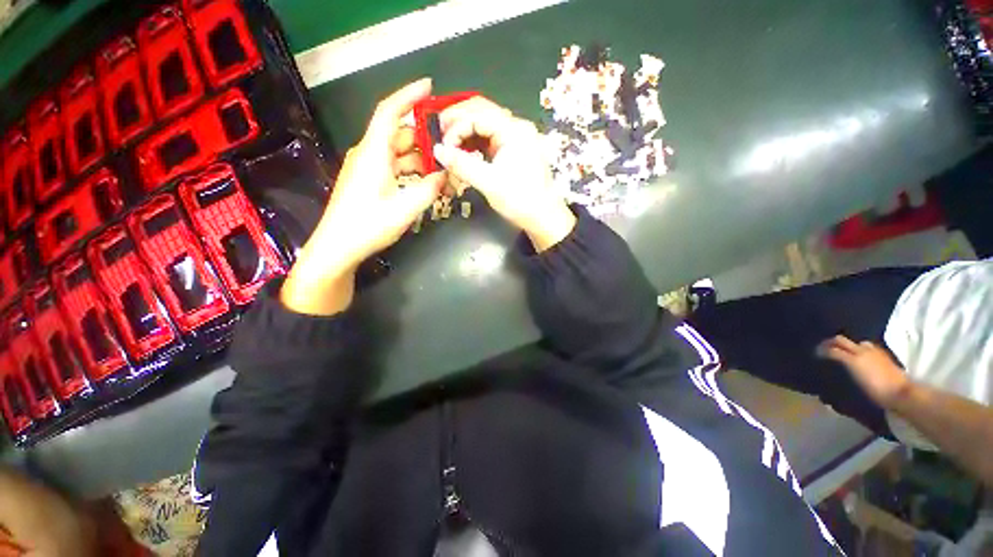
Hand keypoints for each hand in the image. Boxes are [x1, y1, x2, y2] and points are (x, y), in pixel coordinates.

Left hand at [281, 78, 444, 314]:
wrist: (338, 247)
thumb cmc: (368, 226)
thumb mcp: (405, 209)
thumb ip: (429, 189)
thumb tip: (444, 175)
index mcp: (374, 154)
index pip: (390, 112)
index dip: (409, 96)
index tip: (429, 87)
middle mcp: (368, 154)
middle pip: (398, 133)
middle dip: (424, 136)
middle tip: (448, 144)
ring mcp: (366, 168)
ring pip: (397, 151)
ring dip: (419, 157)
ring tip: (442, 168)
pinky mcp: (367, 181)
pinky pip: (393, 165)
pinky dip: (410, 169)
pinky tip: (424, 181)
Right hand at [434, 97, 575, 251]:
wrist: (543, 218)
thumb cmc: (520, 200)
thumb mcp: (489, 183)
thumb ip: (462, 164)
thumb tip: (437, 151)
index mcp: (514, 130)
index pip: (477, 114)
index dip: (455, 127)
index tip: (442, 147)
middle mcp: (516, 128)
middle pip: (481, 111)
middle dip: (458, 121)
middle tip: (440, 136)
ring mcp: (516, 139)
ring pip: (485, 124)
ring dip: (465, 131)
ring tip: (449, 144)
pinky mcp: (514, 151)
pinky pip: (490, 138)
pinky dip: (475, 142)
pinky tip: (464, 151)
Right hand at [816, 335, 912, 408]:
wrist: (901, 393)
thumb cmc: (876, 389)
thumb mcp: (855, 376)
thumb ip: (840, 361)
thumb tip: (826, 355)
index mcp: (854, 356)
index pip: (833, 348)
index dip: (822, 349)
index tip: (815, 353)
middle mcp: (862, 350)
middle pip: (843, 340)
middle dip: (832, 343)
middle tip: (823, 349)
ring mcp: (874, 352)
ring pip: (856, 343)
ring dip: (847, 346)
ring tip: (842, 353)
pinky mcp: (883, 357)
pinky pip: (867, 348)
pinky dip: (859, 350)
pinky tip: (859, 358)